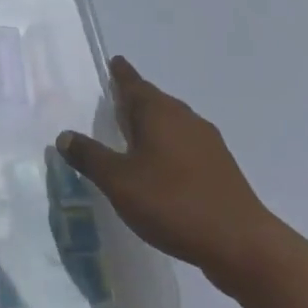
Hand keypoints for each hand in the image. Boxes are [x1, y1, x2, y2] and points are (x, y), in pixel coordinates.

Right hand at [57, 57, 290, 297]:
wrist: (242, 245)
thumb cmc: (173, 203)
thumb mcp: (119, 181)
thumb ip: (89, 156)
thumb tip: (65, 135)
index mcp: (159, 113)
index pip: (133, 83)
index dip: (121, 73)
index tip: (114, 62)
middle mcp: (185, 119)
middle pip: (154, 101)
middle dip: (134, 99)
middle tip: (113, 101)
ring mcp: (208, 144)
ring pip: (172, 123)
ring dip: (151, 124)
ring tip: (131, 134)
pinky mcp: (220, 169)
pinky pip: (185, 144)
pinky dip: (167, 146)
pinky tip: (159, 167)